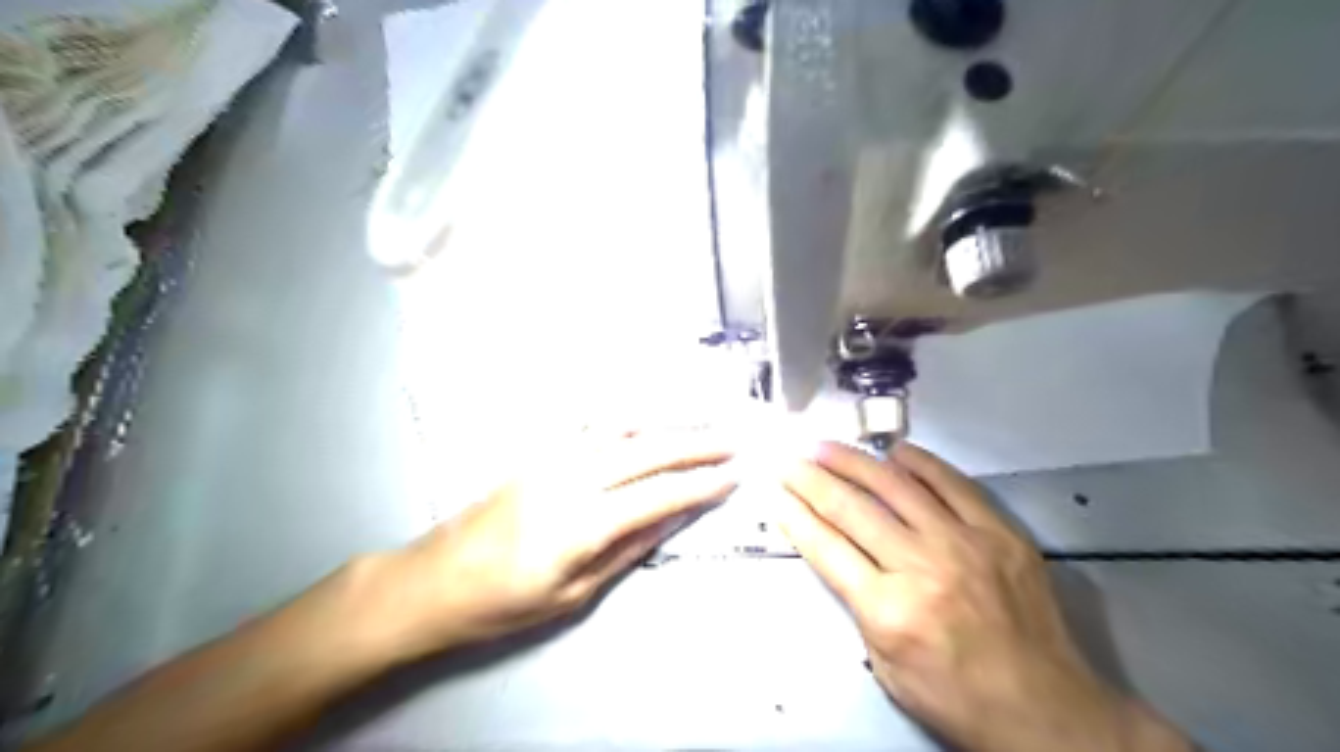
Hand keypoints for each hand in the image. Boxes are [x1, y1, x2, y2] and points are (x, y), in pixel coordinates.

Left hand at [371, 429, 735, 658]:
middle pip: (647, 452)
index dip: (700, 484)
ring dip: (665, 423)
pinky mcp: (538, 453)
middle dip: (694, 446)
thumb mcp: (573, 593)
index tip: (732, 476)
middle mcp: (572, 478)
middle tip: (730, 442)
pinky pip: (591, 425)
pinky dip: (627, 417)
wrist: (435, 579)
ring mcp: (552, 459)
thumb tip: (671, 520)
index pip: (658, 495)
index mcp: (583, 522)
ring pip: (622, 429)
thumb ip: (627, 549)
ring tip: (699, 419)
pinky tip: (645, 415)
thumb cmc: (503, 601)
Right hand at [781, 444, 1186, 751]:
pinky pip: (952, 484)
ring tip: (827, 447)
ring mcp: (964, 543)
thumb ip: (859, 603)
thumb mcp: (884, 665)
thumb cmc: (954, 696)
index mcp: (888, 609)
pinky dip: (920, 463)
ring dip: (854, 462)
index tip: (777, 493)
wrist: (1044, 709)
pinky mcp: (999, 532)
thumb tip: (838, 551)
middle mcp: (922, 567)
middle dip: (812, 480)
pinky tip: (894, 451)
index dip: (796, 516)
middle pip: (852, 509)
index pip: (826, 548)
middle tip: (791, 461)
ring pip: (896, 487)